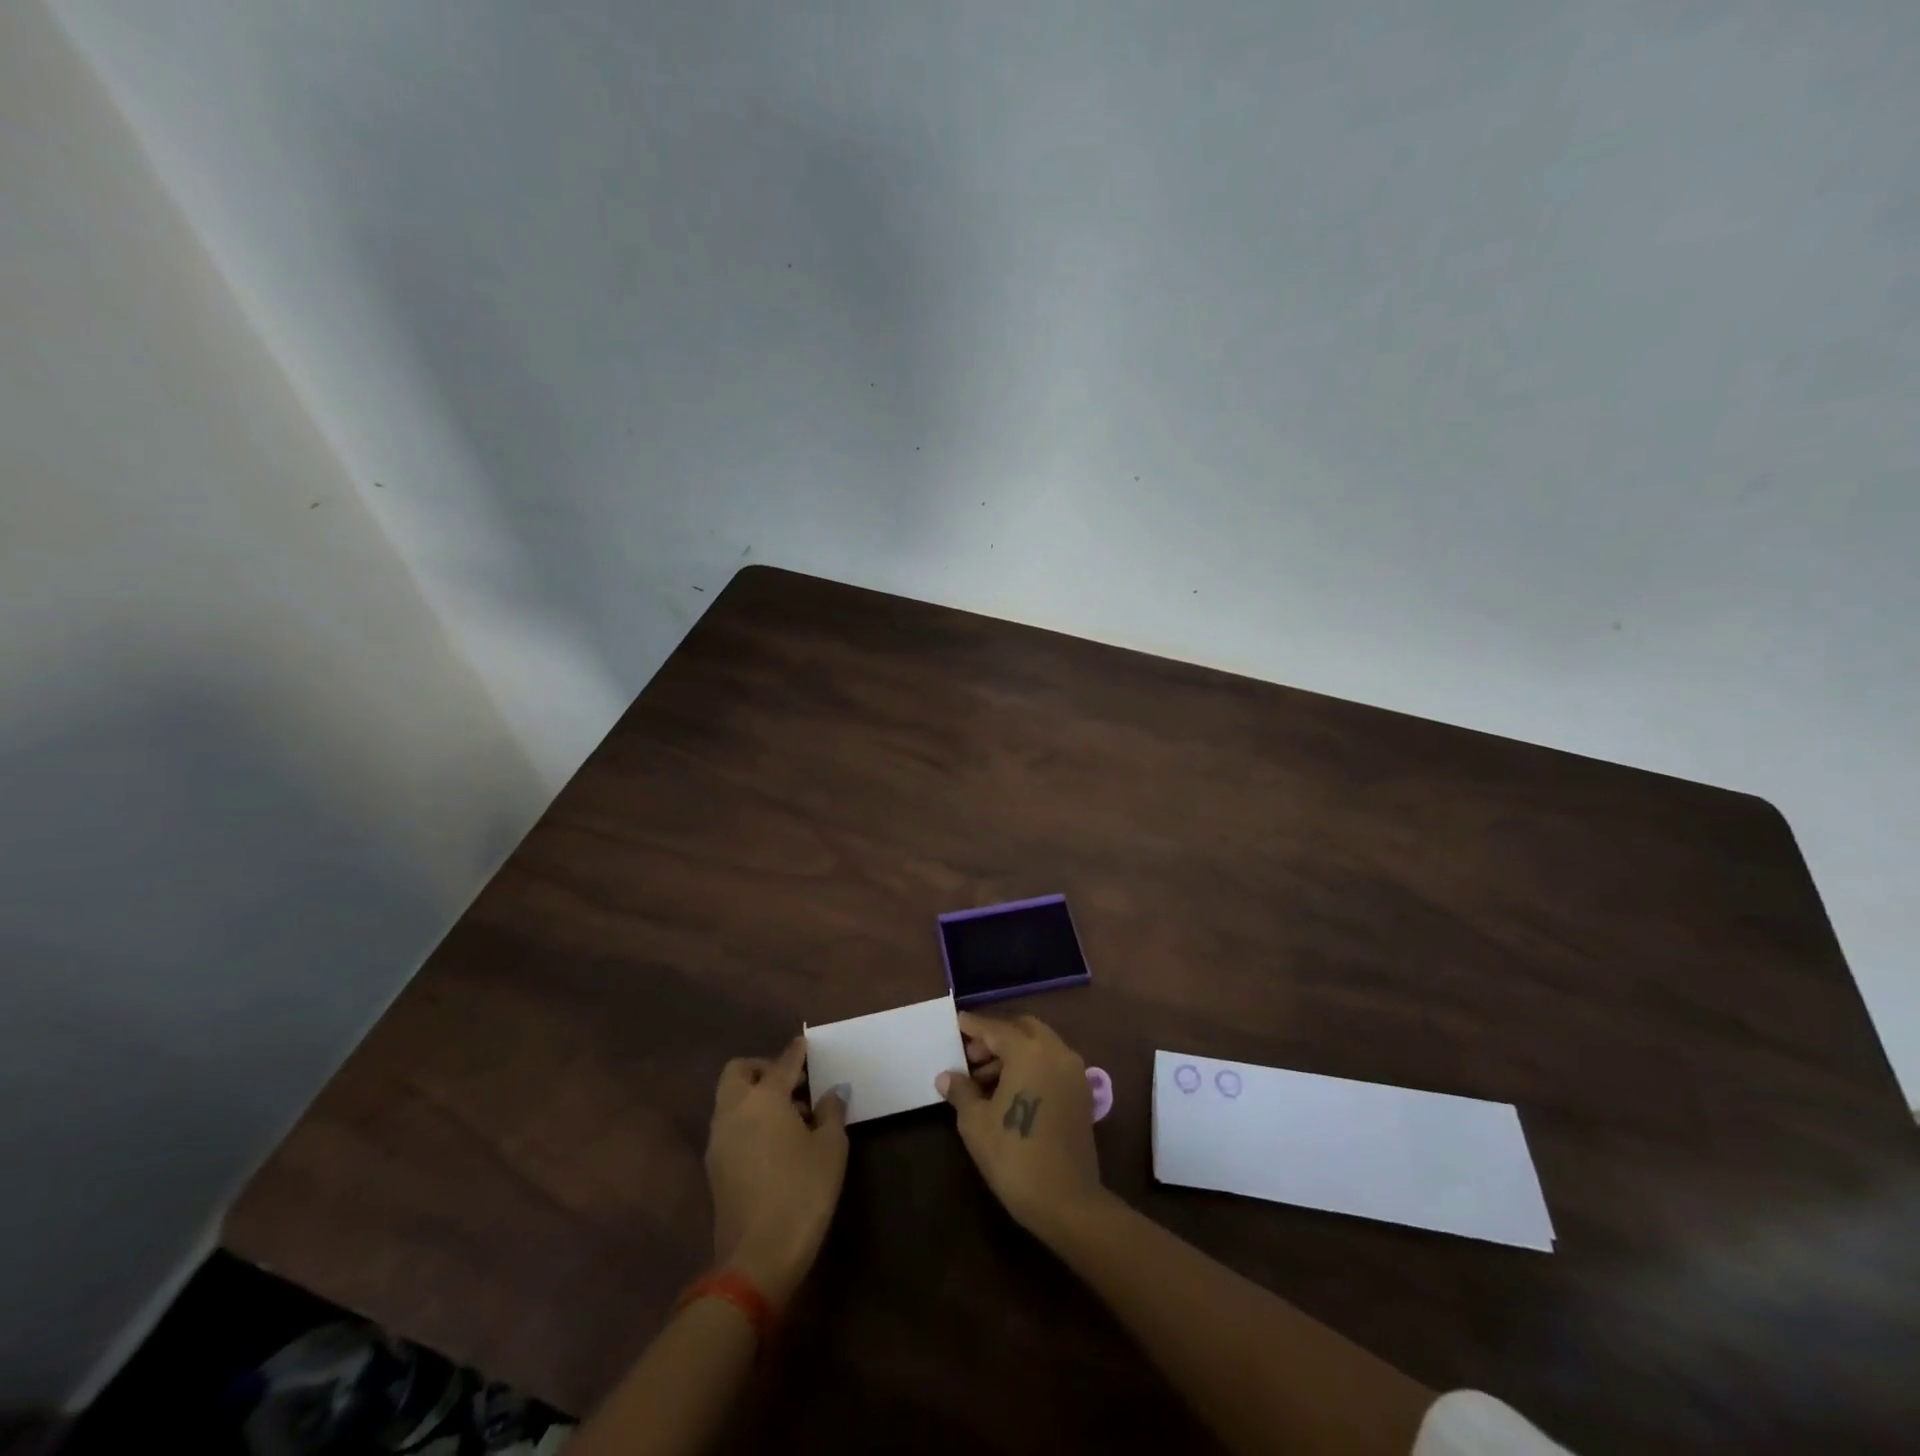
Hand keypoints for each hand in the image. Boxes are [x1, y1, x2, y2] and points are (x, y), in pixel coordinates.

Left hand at [705, 1038, 847, 1307]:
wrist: (757, 1258)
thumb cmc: (802, 1192)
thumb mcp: (831, 1148)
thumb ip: (831, 1112)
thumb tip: (832, 1093)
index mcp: (764, 1098)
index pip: (782, 1063)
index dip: (797, 1052)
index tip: (806, 1045)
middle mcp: (734, 1111)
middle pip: (739, 1072)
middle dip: (763, 1069)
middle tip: (794, 1083)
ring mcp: (719, 1141)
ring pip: (731, 1100)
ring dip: (755, 1096)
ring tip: (792, 1115)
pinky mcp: (715, 1168)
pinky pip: (730, 1125)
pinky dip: (749, 1120)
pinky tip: (776, 1141)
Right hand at [936, 1012, 1107, 1240]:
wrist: (1067, 1201)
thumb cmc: (1015, 1157)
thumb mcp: (976, 1123)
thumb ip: (961, 1091)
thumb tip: (946, 1076)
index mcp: (1029, 1052)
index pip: (995, 1029)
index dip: (974, 1026)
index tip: (957, 1021)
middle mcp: (1056, 1052)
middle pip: (1023, 1029)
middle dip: (996, 1036)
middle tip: (971, 1056)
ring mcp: (1073, 1071)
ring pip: (1040, 1045)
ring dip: (1014, 1052)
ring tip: (984, 1080)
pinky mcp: (1081, 1092)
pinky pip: (1052, 1063)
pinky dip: (1031, 1065)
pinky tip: (1010, 1090)